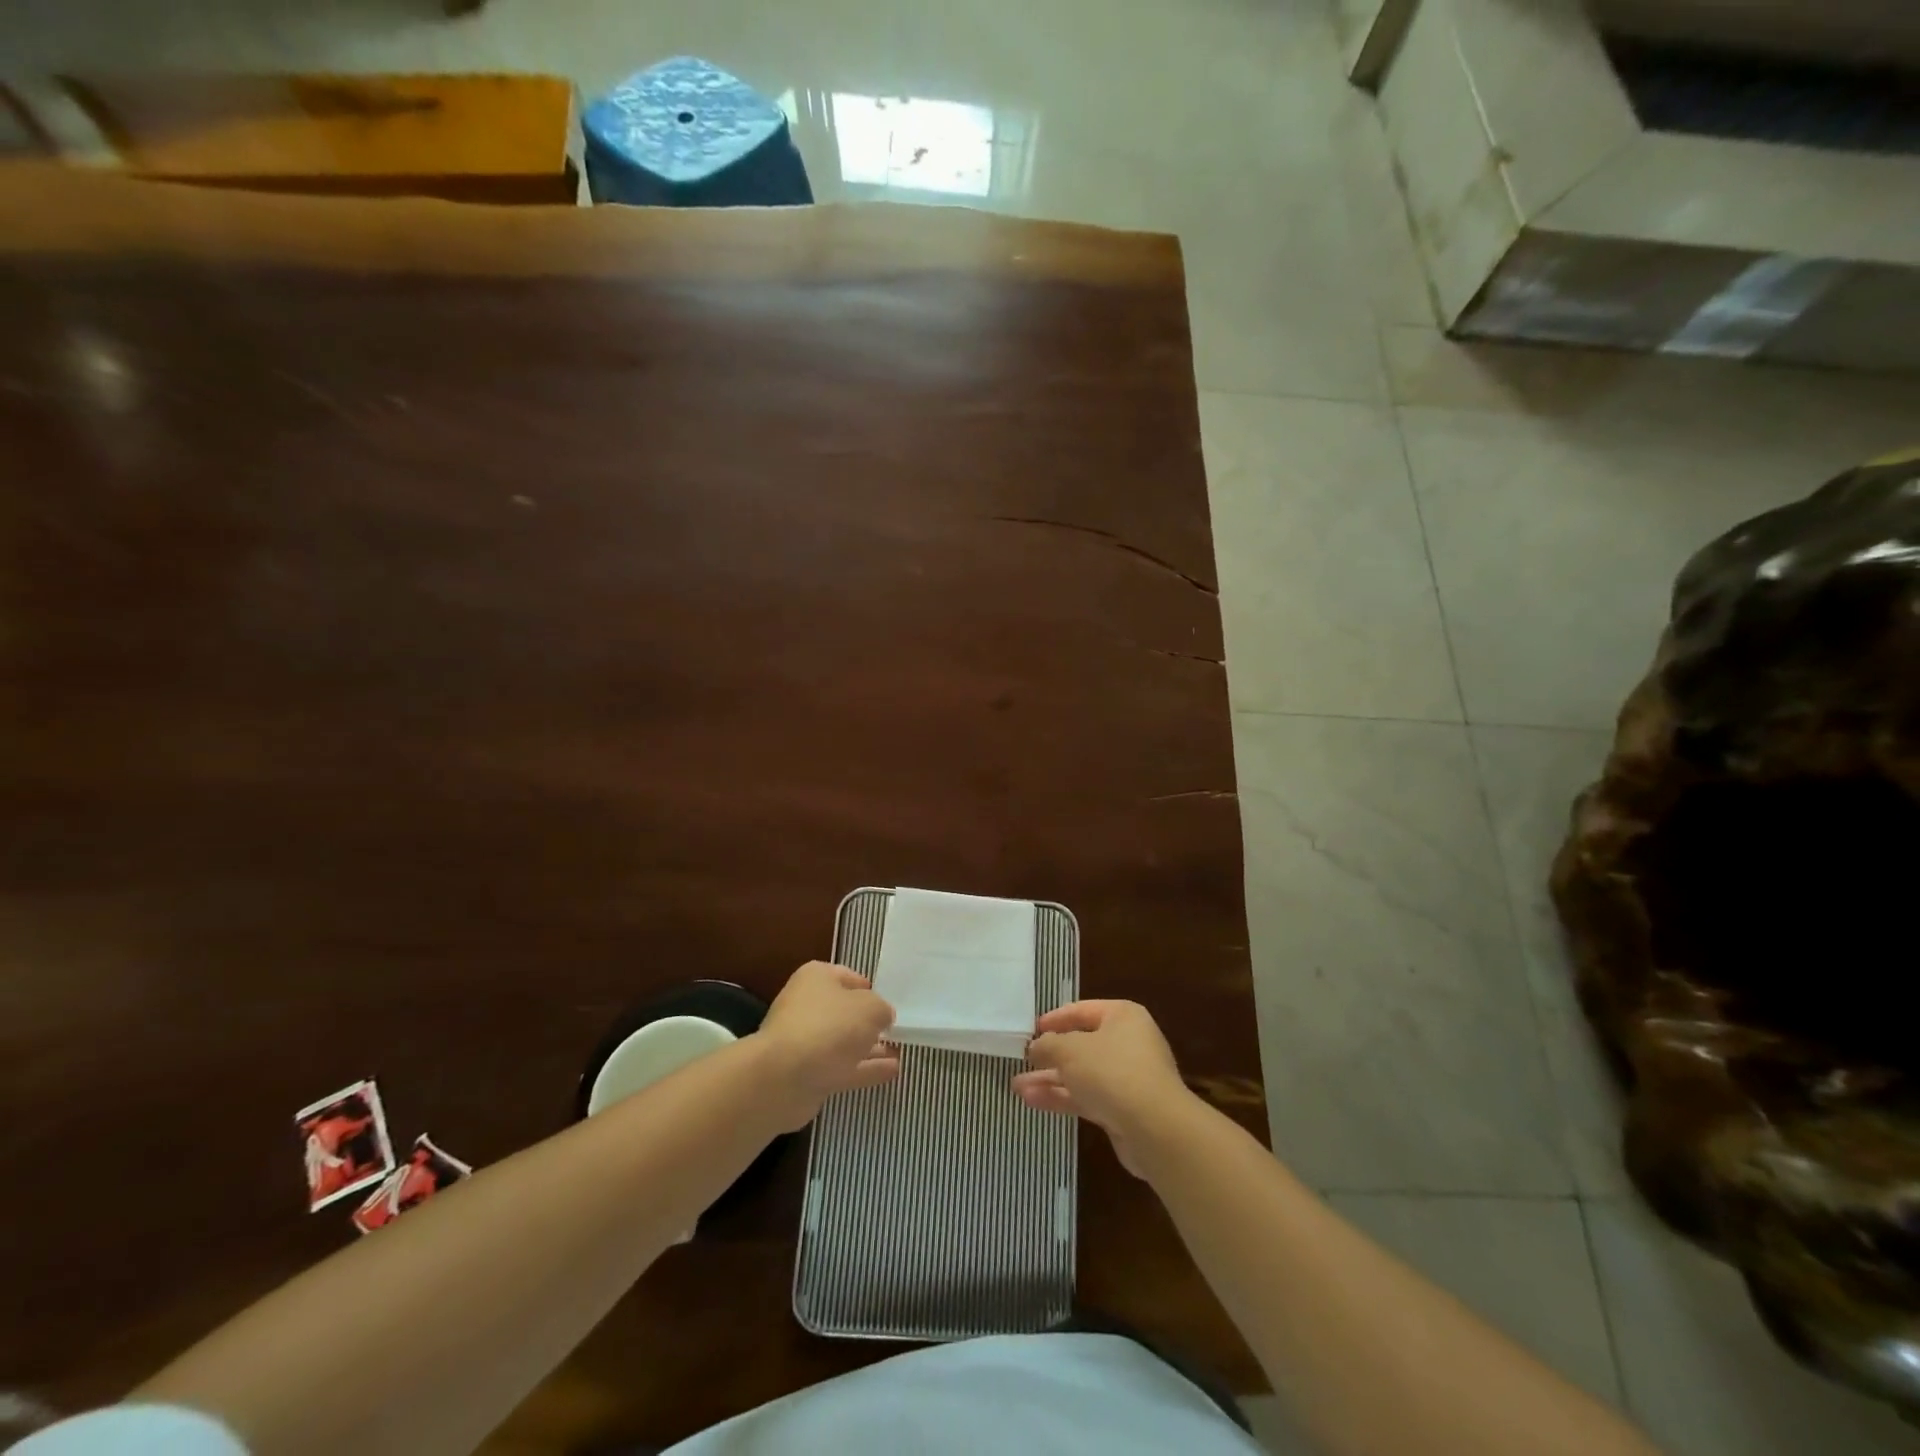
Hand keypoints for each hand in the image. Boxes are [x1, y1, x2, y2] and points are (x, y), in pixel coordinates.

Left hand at [756, 962, 899, 1129]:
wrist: (783, 1078)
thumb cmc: (829, 1027)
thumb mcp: (870, 1008)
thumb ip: (882, 1009)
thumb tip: (883, 1017)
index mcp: (817, 978)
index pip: (847, 976)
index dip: (869, 988)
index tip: (889, 1001)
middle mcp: (808, 1005)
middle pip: (844, 1011)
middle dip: (869, 1021)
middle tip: (895, 1029)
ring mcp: (806, 1042)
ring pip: (845, 1042)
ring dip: (870, 1047)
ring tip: (899, 1052)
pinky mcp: (807, 1074)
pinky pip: (843, 1067)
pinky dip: (865, 1068)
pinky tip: (891, 1071)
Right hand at [1012, 1000, 1198, 1175]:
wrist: (1155, 1129)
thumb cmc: (1111, 1072)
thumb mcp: (1070, 1050)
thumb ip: (1048, 1045)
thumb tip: (1036, 1046)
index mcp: (1122, 1017)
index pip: (1083, 1011)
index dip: (1056, 1018)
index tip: (1032, 1028)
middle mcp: (1128, 1044)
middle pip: (1082, 1045)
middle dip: (1050, 1055)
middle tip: (1023, 1060)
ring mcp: (1127, 1079)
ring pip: (1082, 1074)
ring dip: (1050, 1080)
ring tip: (1017, 1086)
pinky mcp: (1122, 1110)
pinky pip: (1086, 1097)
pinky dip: (1061, 1097)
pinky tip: (1032, 1101)